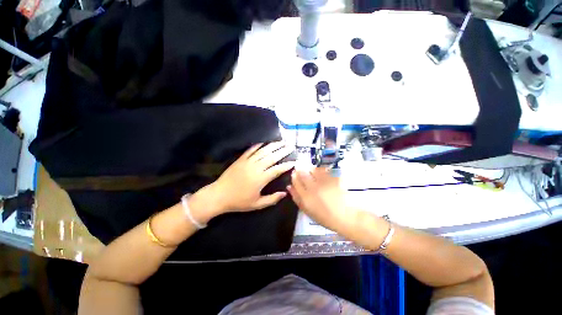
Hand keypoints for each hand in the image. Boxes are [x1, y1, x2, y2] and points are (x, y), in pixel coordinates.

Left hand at [208, 142, 294, 213]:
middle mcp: (256, 168)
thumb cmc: (239, 202)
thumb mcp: (257, 204)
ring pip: (263, 151)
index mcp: (261, 179)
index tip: (294, 161)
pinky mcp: (240, 159)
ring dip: (273, 146)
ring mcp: (247, 162)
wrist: (219, 195)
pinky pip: (251, 150)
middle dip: (283, 151)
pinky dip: (258, 145)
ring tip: (281, 142)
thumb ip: (272, 199)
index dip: (287, 165)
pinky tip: (264, 142)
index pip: (277, 169)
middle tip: (291, 147)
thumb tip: (285, 193)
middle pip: (272, 157)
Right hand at [287, 168, 357, 233]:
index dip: (294, 176)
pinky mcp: (333, 179)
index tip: (294, 173)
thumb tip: (289, 187)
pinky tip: (321, 171)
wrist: (346, 216)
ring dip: (310, 168)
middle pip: (303, 173)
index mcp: (305, 197)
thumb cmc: (325, 217)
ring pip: (312, 170)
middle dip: (300, 170)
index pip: (296, 181)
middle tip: (301, 169)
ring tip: (311, 170)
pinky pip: (324, 170)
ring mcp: (323, 182)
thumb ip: (297, 199)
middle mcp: (313, 187)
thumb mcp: (308, 211)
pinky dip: (321, 169)